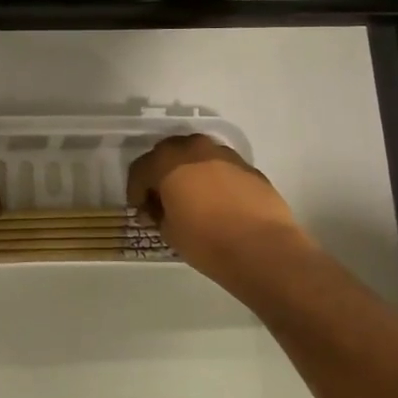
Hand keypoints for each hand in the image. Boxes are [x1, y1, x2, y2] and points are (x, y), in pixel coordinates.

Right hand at [126, 134, 309, 281]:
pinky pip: (221, 167)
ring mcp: (225, 155)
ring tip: (191, 199)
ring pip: (197, 156)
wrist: (262, 248)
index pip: (140, 169)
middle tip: (163, 200)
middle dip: (161, 174)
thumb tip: (158, 209)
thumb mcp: (169, 232)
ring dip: (189, 172)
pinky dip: (213, 179)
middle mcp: (195, 148)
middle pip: (168, 153)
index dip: (135, 191)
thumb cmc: (206, 240)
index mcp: (168, 161)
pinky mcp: (249, 167)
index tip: (140, 212)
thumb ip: (158, 213)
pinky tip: (217, 203)